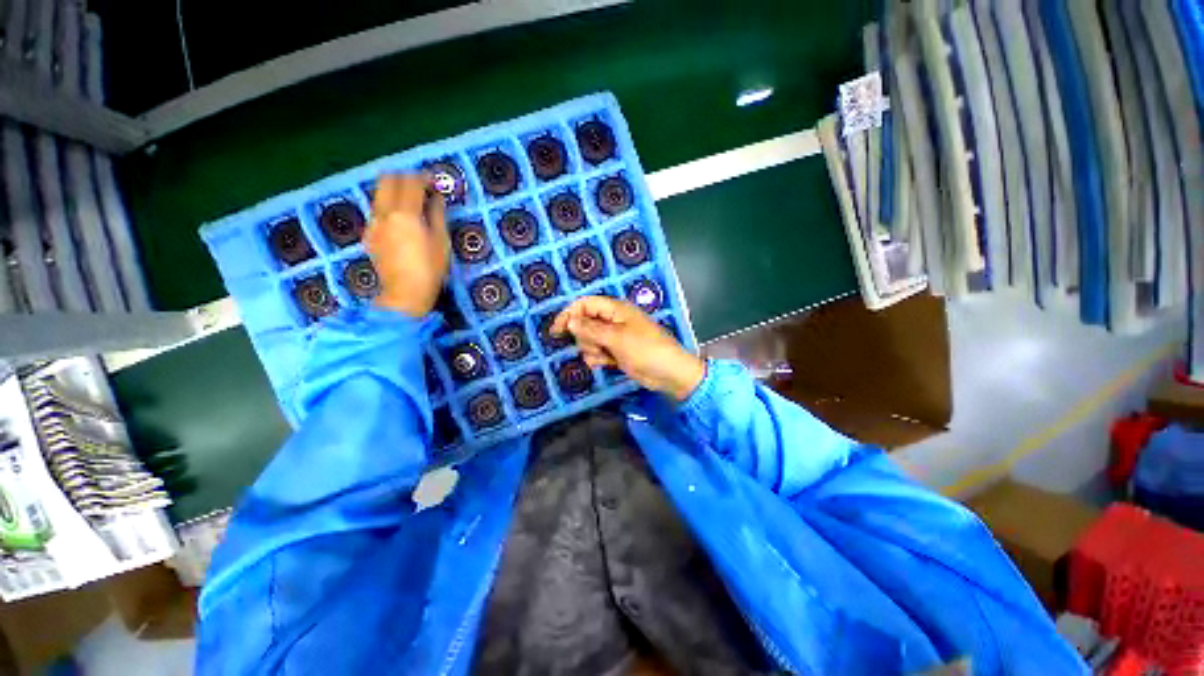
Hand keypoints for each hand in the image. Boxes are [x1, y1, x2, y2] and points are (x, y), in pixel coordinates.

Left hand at [364, 175, 448, 316]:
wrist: (405, 293)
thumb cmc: (431, 268)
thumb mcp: (441, 241)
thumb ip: (437, 214)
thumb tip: (436, 197)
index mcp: (405, 213)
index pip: (411, 182)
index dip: (423, 177)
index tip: (434, 182)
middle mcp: (384, 212)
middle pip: (388, 179)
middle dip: (405, 177)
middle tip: (421, 186)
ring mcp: (373, 223)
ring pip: (379, 193)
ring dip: (395, 190)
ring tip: (412, 202)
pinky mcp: (369, 234)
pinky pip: (378, 210)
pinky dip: (389, 206)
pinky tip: (401, 221)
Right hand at [551, 296, 704, 401]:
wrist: (668, 373)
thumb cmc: (645, 350)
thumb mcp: (617, 338)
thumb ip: (591, 329)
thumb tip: (570, 321)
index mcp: (616, 309)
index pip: (586, 304)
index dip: (570, 314)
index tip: (557, 331)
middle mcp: (613, 320)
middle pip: (585, 323)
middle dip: (585, 337)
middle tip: (596, 346)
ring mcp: (615, 337)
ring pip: (589, 339)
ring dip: (591, 349)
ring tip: (604, 357)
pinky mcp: (616, 352)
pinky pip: (598, 352)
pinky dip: (598, 358)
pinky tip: (606, 364)